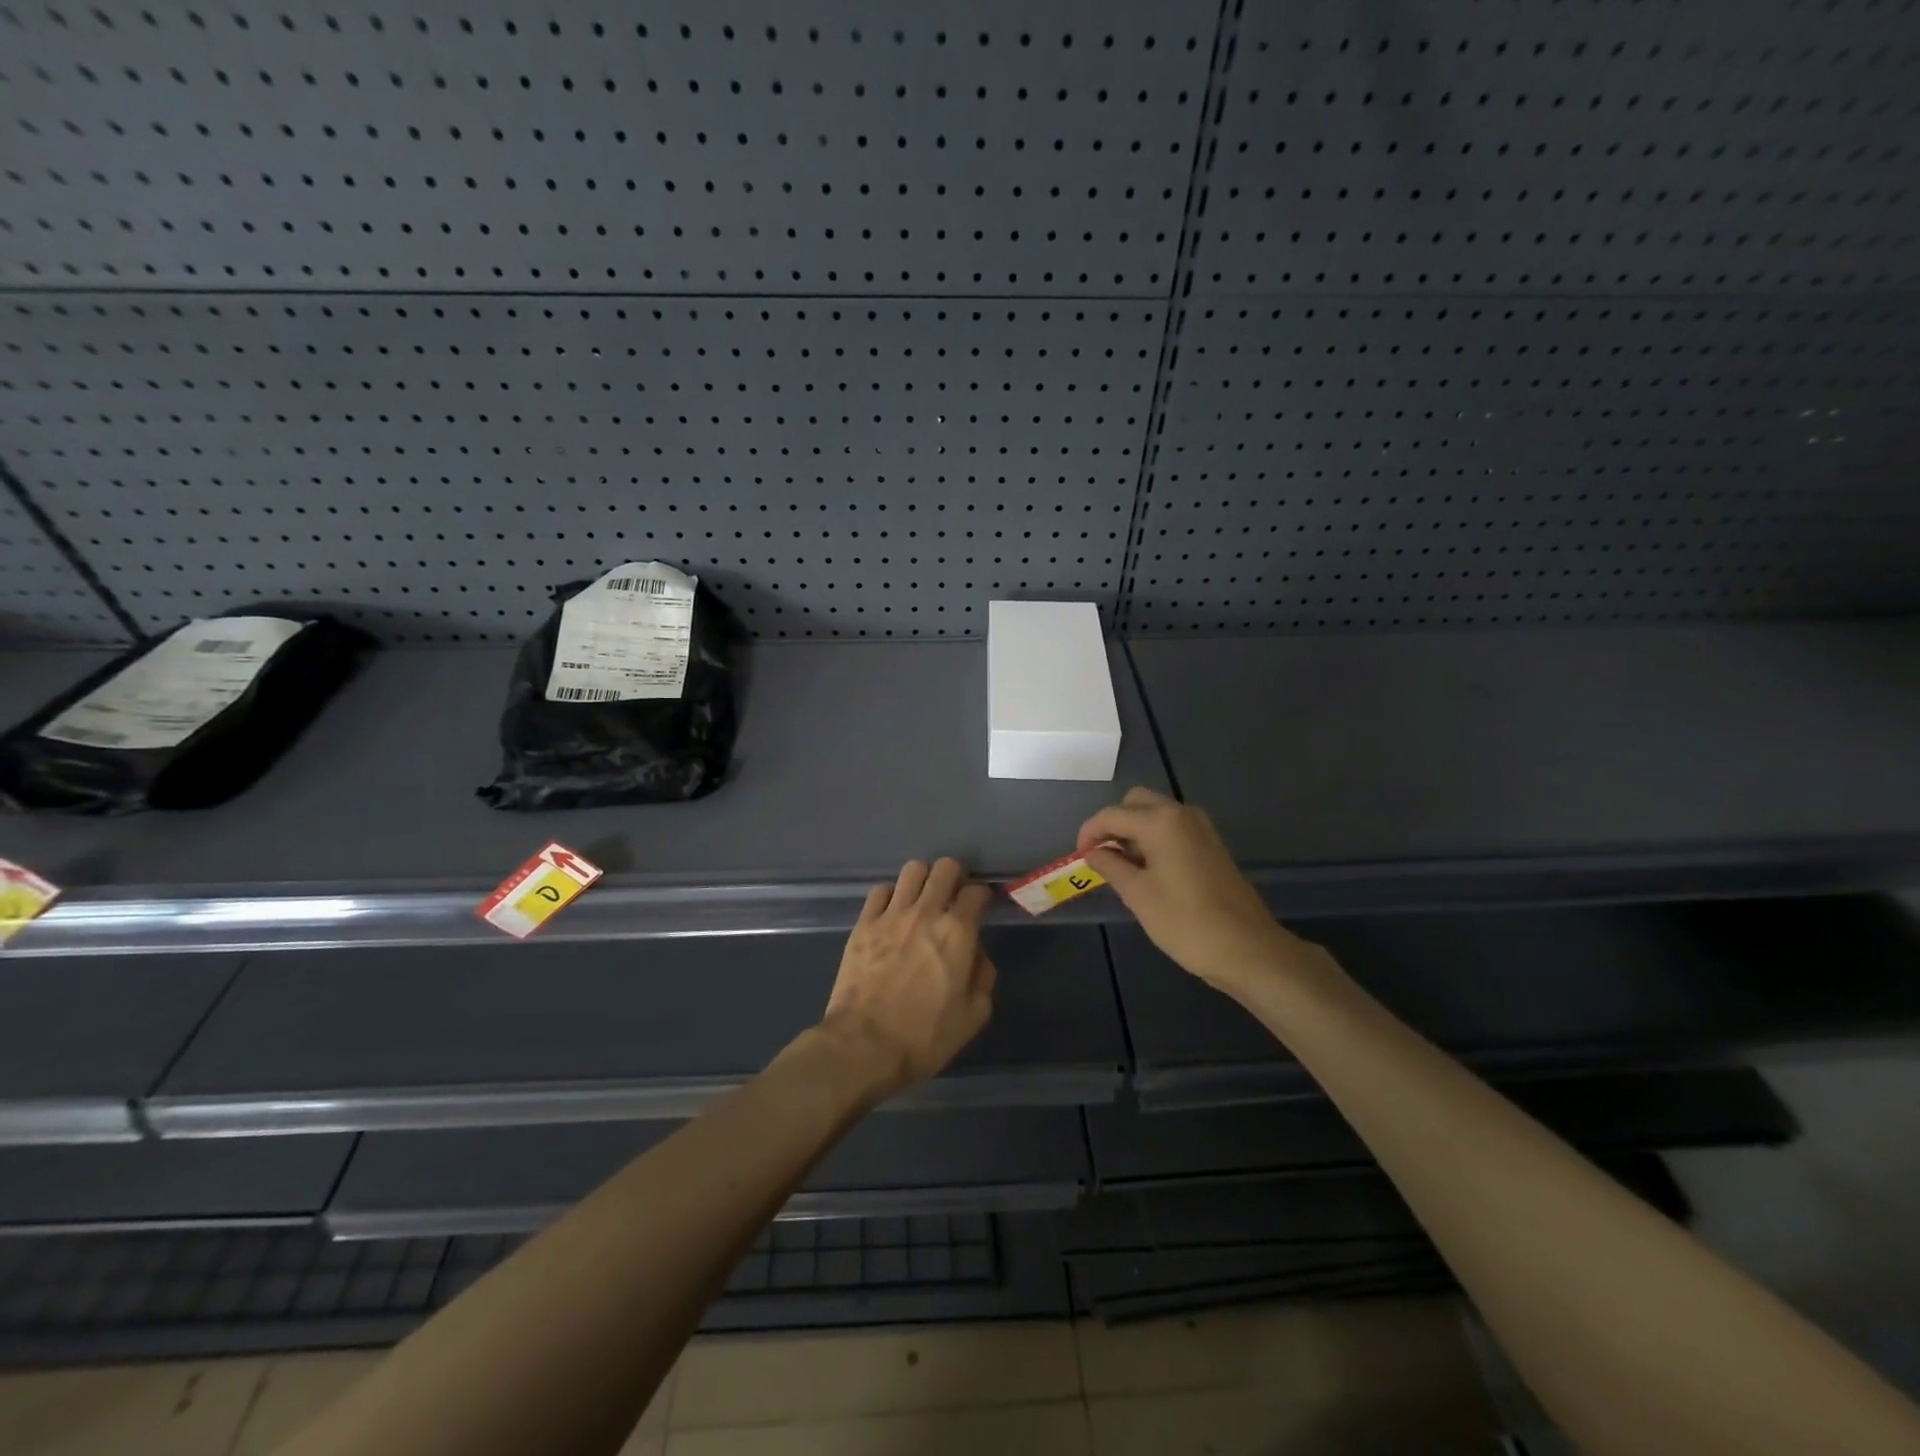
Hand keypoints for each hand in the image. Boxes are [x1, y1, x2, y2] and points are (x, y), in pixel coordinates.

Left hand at [820, 858, 996, 1099]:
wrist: (864, 1045)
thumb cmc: (924, 1036)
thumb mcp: (973, 1016)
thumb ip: (983, 976)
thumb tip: (976, 954)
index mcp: (958, 933)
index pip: (977, 891)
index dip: (982, 896)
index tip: (980, 906)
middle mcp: (927, 912)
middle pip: (945, 868)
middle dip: (954, 877)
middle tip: (952, 896)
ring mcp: (891, 914)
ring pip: (912, 870)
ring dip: (922, 880)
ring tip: (921, 899)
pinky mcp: (864, 923)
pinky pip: (880, 890)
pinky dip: (890, 896)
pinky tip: (891, 913)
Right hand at [1078, 787, 1327, 995]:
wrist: (1247, 948)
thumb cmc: (1185, 922)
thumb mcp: (1138, 895)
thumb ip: (1111, 866)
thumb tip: (1093, 852)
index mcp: (1160, 822)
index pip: (1112, 815)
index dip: (1089, 832)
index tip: (1079, 856)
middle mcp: (1181, 814)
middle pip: (1136, 802)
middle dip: (1113, 823)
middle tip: (1101, 855)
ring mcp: (1200, 828)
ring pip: (1156, 813)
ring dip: (1134, 830)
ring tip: (1122, 867)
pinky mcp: (1211, 845)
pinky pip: (1173, 828)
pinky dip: (1154, 838)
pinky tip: (1148, 870)